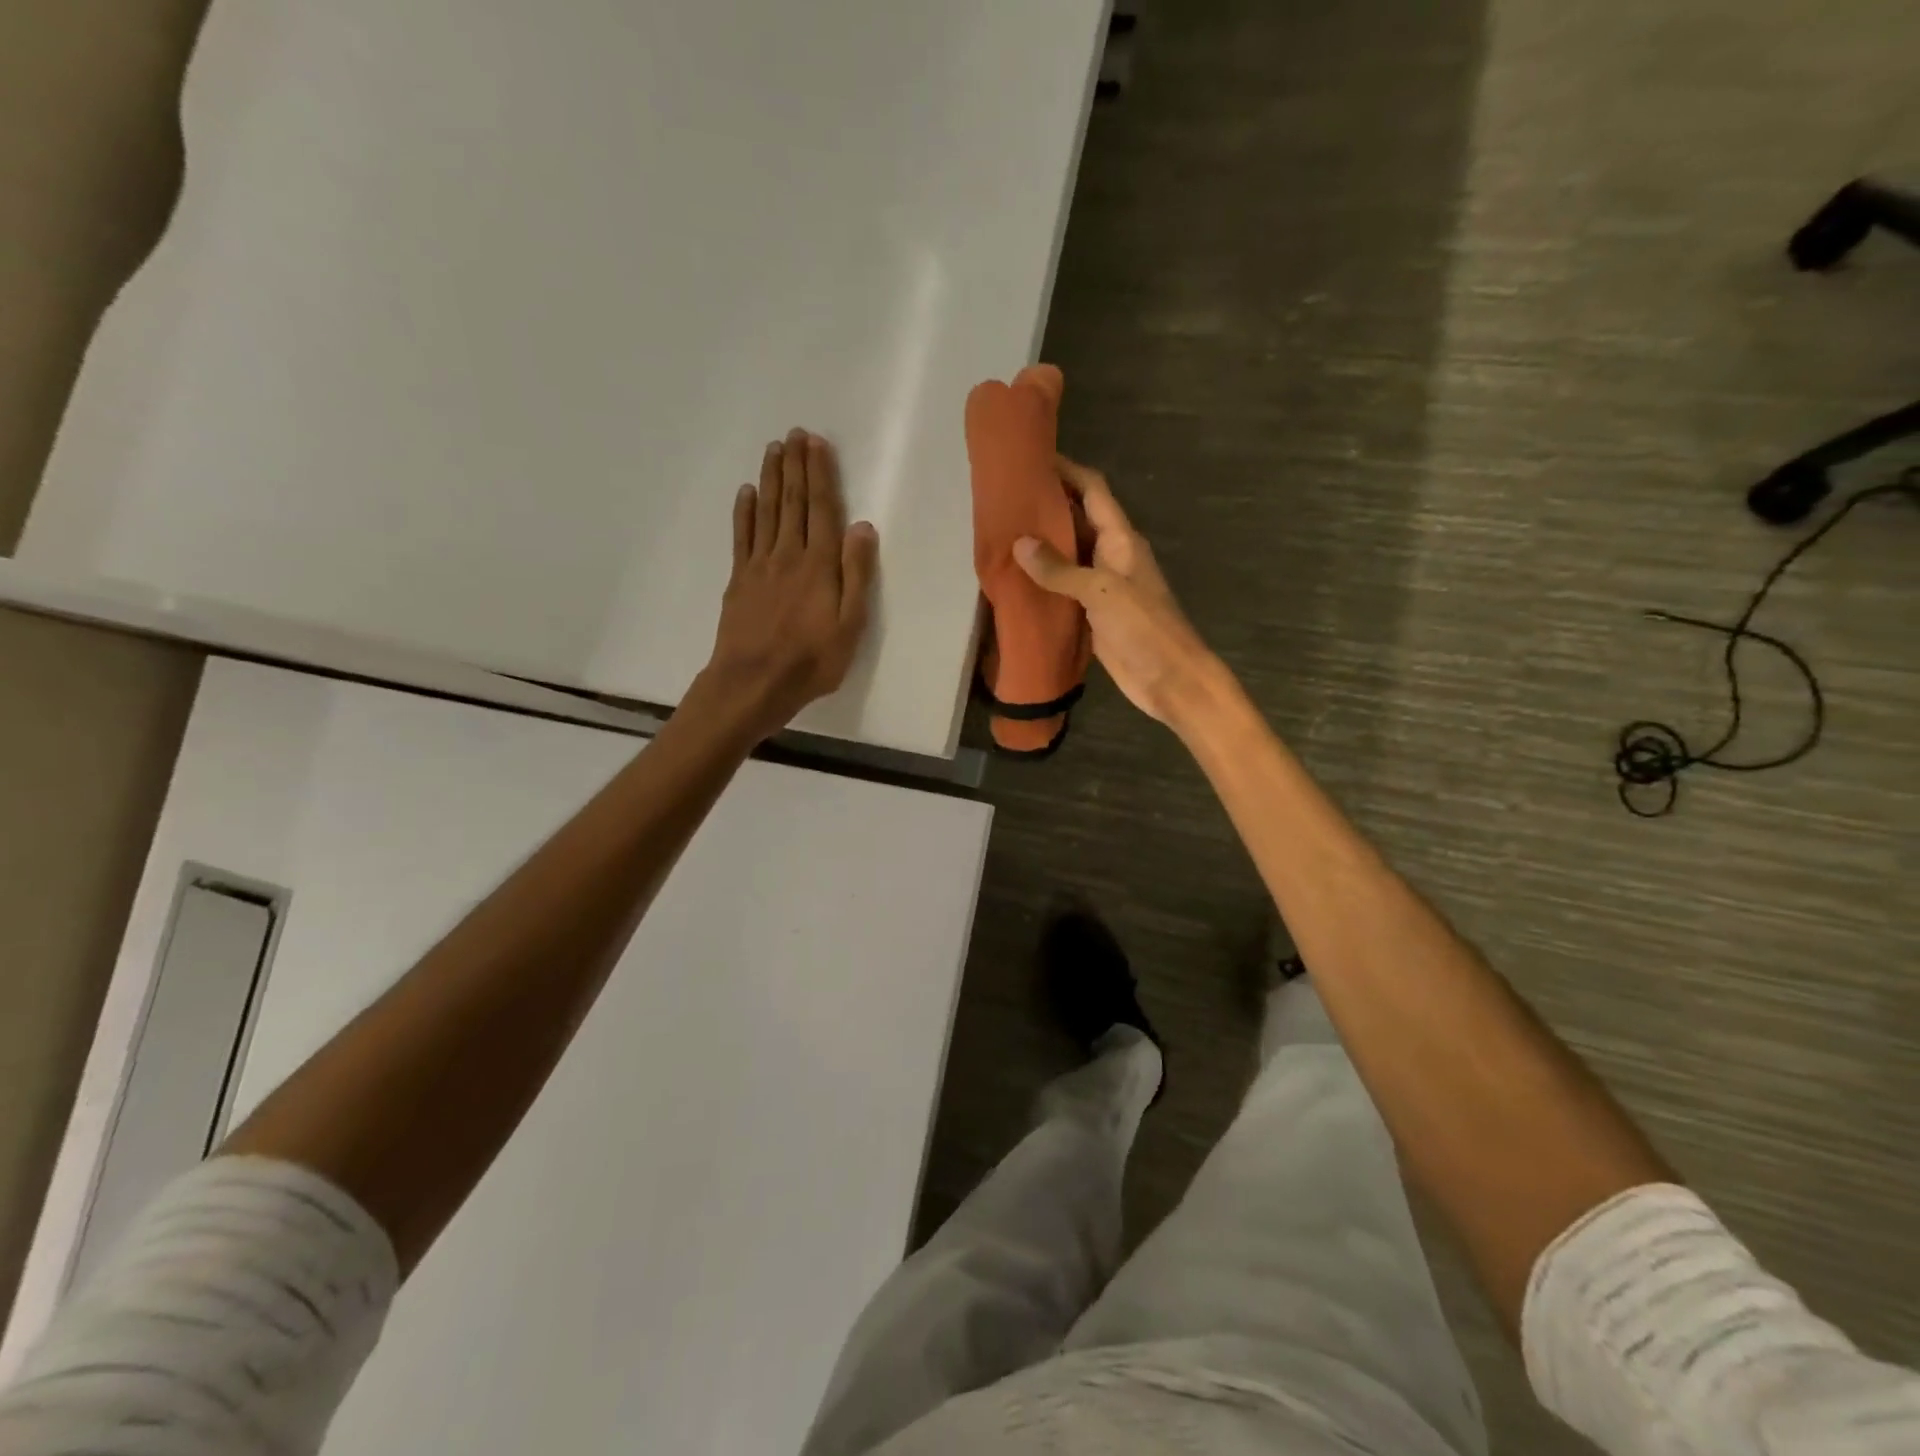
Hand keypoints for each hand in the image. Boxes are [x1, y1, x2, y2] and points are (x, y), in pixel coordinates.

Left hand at [702, 428, 877, 739]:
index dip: (820, 474)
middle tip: (794, 433)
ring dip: (771, 479)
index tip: (817, 443)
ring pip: (766, 512)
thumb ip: (856, 574)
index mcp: (819, 565)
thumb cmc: (811, 661)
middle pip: (792, 503)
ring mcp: (759, 566)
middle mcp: (788, 555)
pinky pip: (742, 537)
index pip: (821, 509)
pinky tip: (747, 494)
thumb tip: (862, 527)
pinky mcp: (739, 580)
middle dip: (795, 466)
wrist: (753, 683)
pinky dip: (744, 512)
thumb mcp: (849, 625)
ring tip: (773, 450)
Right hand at [1013, 456, 1219, 725]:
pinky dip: (1043, 582)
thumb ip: (1061, 569)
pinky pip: (1064, 588)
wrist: (1170, 680)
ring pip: (1069, 555)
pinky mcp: (1093, 614)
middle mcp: (1111, 556)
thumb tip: (1019, 543)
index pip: (1093, 491)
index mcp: (1121, 540)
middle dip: (1047, 506)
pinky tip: (1016, 580)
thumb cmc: (1145, 628)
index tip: (1033, 457)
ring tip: (1001, 534)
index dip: (1067, 470)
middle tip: (1005, 499)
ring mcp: (1102, 586)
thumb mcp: (1102, 592)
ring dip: (1042, 545)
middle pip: (1078, 519)